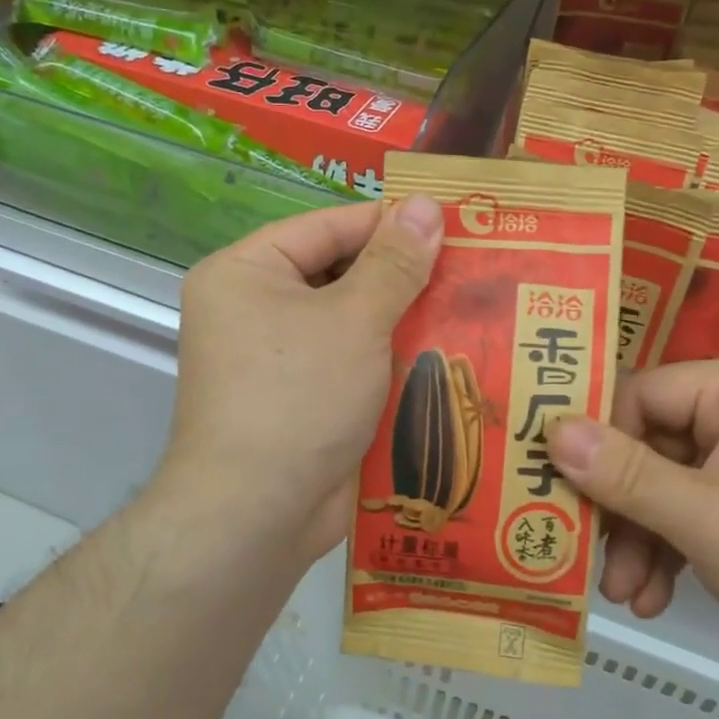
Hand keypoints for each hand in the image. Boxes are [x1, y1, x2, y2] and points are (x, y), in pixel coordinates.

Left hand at [158, 196, 443, 569]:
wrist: (257, 514)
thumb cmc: (298, 397)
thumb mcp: (353, 320)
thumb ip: (394, 263)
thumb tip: (425, 204)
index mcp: (246, 273)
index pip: (327, 227)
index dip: (389, 223)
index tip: (451, 221)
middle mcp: (254, 310)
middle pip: (339, 275)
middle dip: (403, 277)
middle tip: (471, 268)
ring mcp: (279, 361)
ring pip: (352, 324)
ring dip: (405, 322)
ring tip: (473, 307)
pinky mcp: (304, 402)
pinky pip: (353, 366)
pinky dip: (392, 363)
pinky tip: (448, 359)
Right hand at [546, 361, 718, 695]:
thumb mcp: (707, 518)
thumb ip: (625, 475)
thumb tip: (550, 430)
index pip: (643, 395)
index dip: (598, 441)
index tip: (561, 490)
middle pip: (650, 446)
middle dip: (621, 509)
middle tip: (587, 555)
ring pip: (668, 488)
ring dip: (641, 541)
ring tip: (624, 595)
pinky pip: (696, 517)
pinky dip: (672, 554)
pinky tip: (654, 598)